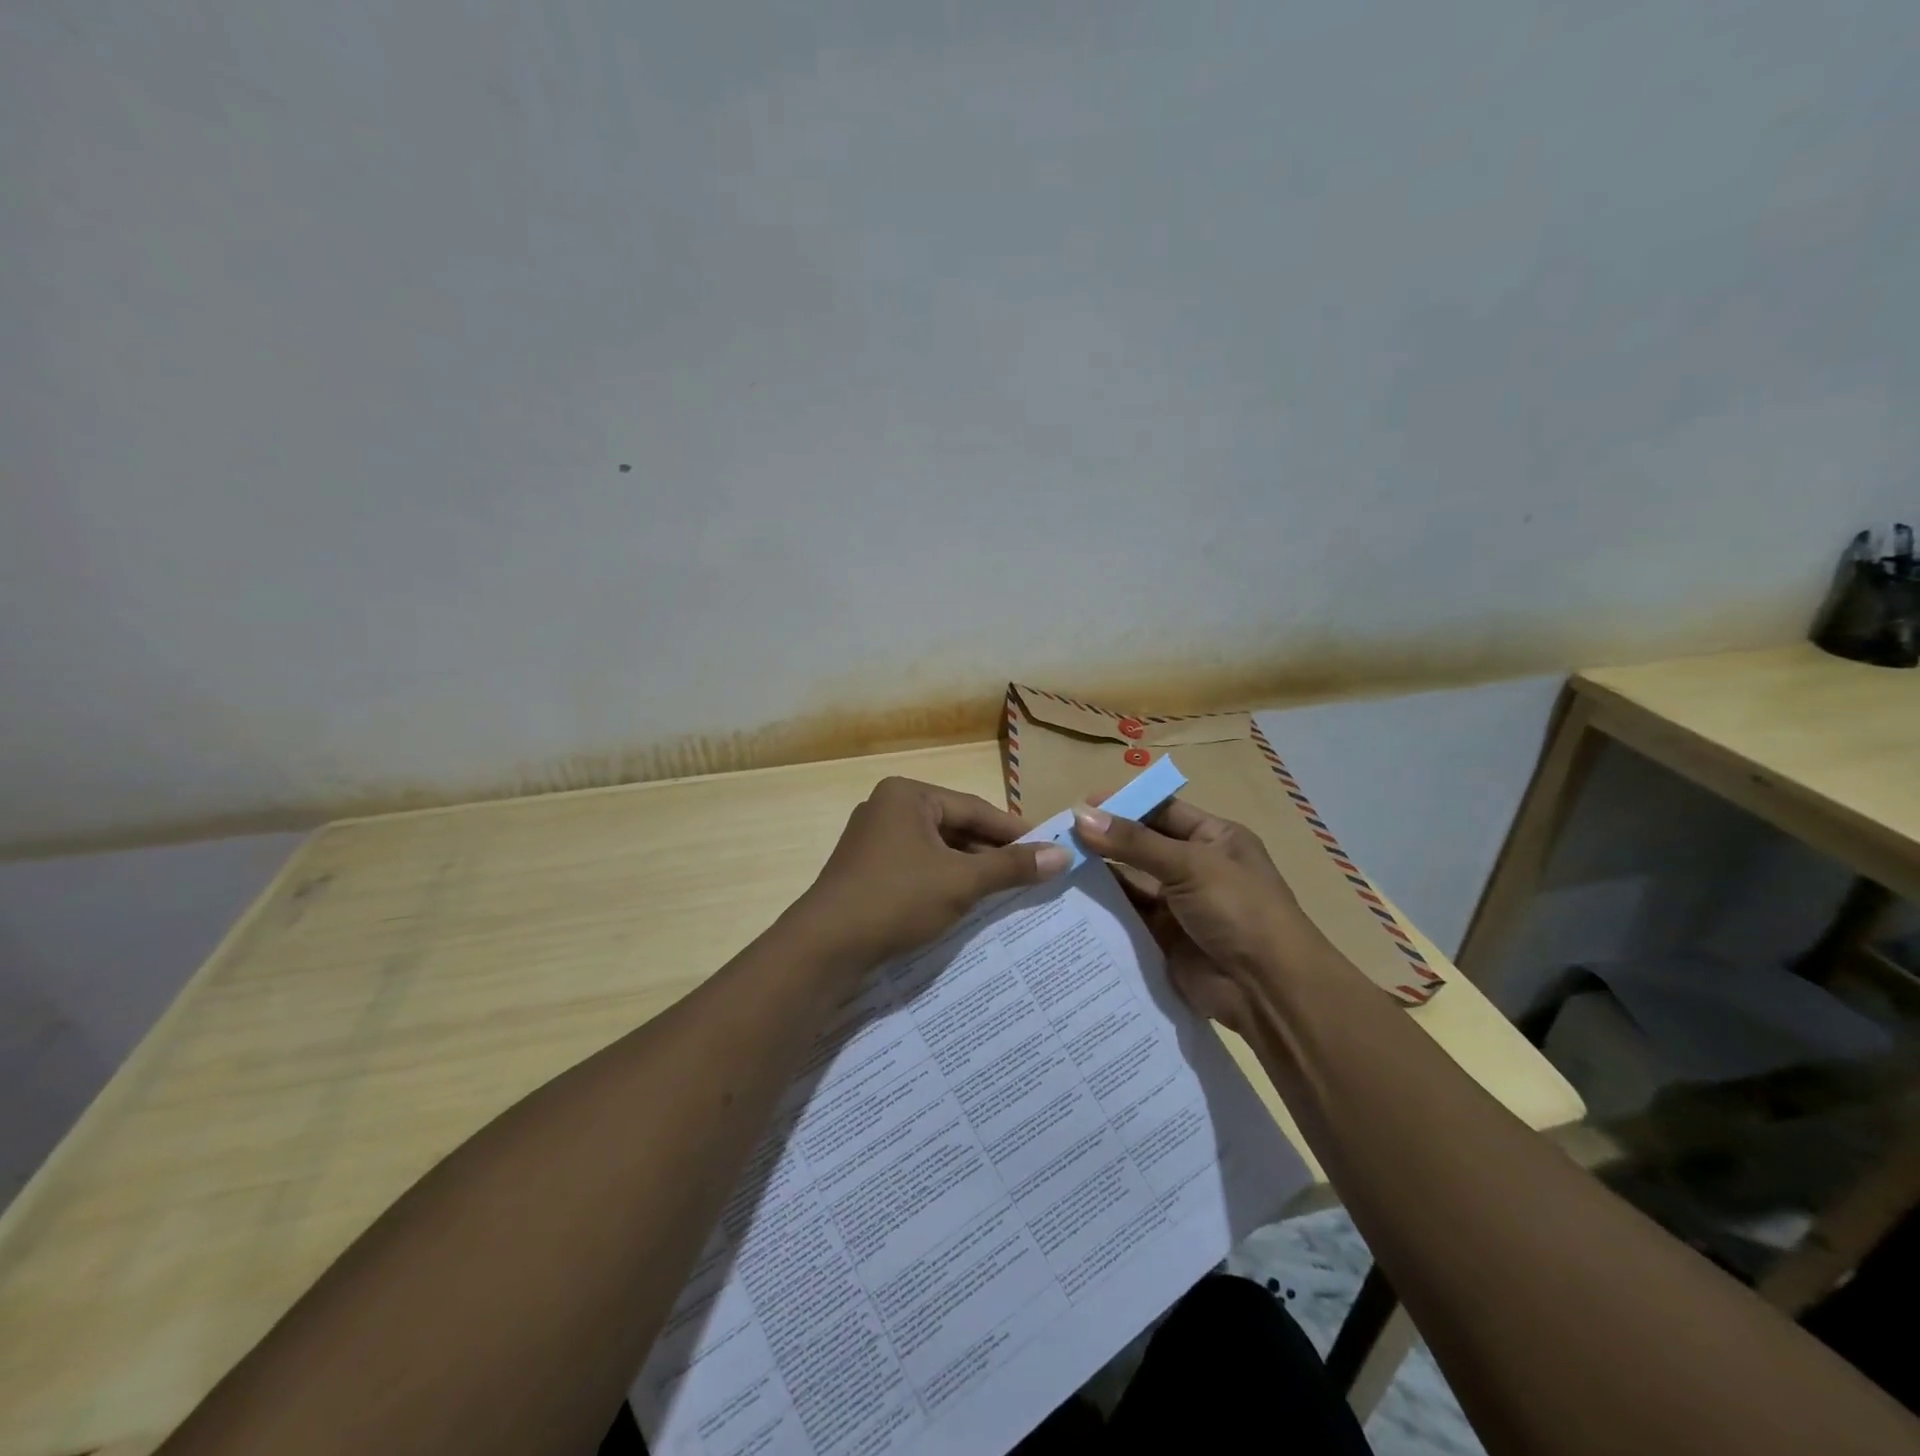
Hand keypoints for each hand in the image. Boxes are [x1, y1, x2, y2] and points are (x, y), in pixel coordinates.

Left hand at [793, 777, 1071, 967]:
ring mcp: (873, 840)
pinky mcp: (866, 870)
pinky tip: (966, 905)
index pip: (975, 808)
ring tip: (1007, 893)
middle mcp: (888, 808)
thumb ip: (1010, 866)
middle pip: (955, 827)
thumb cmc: (897, 899)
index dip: (1014, 831)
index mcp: (908, 795)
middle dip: (991, 853)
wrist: (825, 947)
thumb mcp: (961, 882)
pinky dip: (943, 882)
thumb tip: (1062, 854)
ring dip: (969, 870)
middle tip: (1032, 874)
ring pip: (936, 850)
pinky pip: (918, 867)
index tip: (1048, 849)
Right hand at [1071, 798, 1333, 1036]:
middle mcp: (1195, 867)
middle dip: (1104, 841)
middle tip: (1057, 838)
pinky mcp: (1163, 937)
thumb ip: (1134, 842)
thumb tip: (1081, 815)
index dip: (1124, 805)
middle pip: (1141, 845)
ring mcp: (1178, 904)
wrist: (1267, 989)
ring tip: (1054, 867)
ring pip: (1130, 882)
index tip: (1080, 805)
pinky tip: (1069, 901)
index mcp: (1214, 839)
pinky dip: (1102, 909)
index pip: (1162, 811)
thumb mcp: (1189, 865)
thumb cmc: (1238, 909)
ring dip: (1099, 875)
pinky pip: (1127, 916)